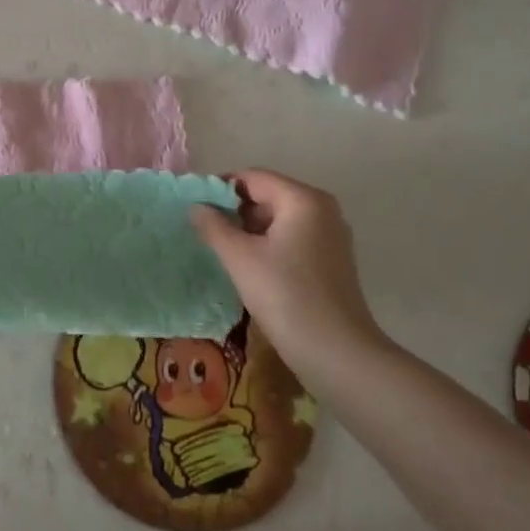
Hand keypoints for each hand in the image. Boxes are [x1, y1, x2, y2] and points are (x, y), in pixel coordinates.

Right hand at [192, 169, 383, 368]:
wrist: (336, 352)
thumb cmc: (285, 296)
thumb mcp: (240, 257)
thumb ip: (213, 226)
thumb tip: (196, 207)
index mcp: (303, 200)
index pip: (252, 177)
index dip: (219, 188)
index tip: (193, 207)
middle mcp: (322, 209)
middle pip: (267, 195)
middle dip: (234, 209)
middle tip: (203, 230)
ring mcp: (330, 236)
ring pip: (278, 219)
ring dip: (248, 229)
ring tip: (220, 249)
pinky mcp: (331, 260)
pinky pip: (291, 238)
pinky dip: (267, 244)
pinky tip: (247, 266)